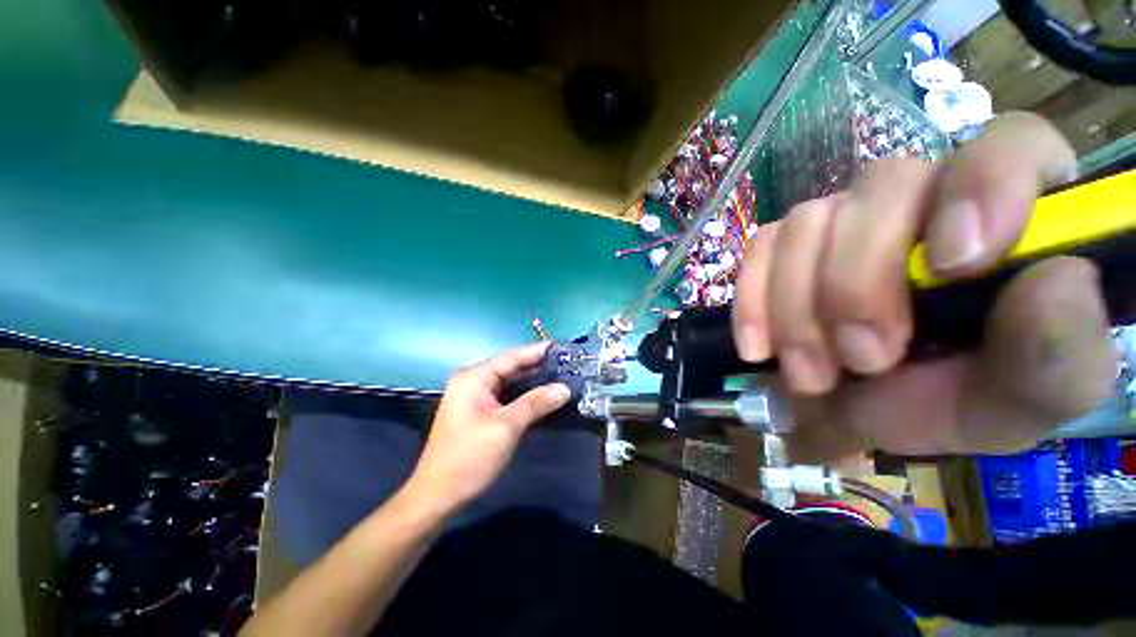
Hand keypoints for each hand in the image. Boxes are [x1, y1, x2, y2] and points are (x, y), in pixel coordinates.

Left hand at [405, 342, 571, 512]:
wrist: (438, 495)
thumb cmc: (470, 457)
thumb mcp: (507, 427)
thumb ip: (536, 403)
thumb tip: (565, 389)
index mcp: (473, 378)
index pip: (511, 357)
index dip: (537, 351)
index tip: (562, 347)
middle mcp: (472, 381)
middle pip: (510, 367)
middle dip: (537, 365)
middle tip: (566, 362)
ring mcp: (474, 397)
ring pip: (509, 382)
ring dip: (532, 379)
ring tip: (560, 374)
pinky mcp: (478, 411)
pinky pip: (506, 395)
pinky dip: (524, 394)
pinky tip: (542, 394)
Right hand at [732, 112, 1114, 458]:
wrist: (872, 415)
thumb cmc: (962, 403)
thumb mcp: (1028, 398)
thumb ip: (1061, 351)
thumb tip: (1058, 277)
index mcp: (1016, 218)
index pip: (1008, 147)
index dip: (980, 186)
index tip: (950, 264)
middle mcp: (925, 199)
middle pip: (881, 186)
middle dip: (859, 283)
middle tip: (863, 360)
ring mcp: (845, 220)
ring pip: (806, 223)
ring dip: (798, 308)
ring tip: (814, 374)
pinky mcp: (789, 248)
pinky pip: (760, 250)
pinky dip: (752, 300)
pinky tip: (758, 347)